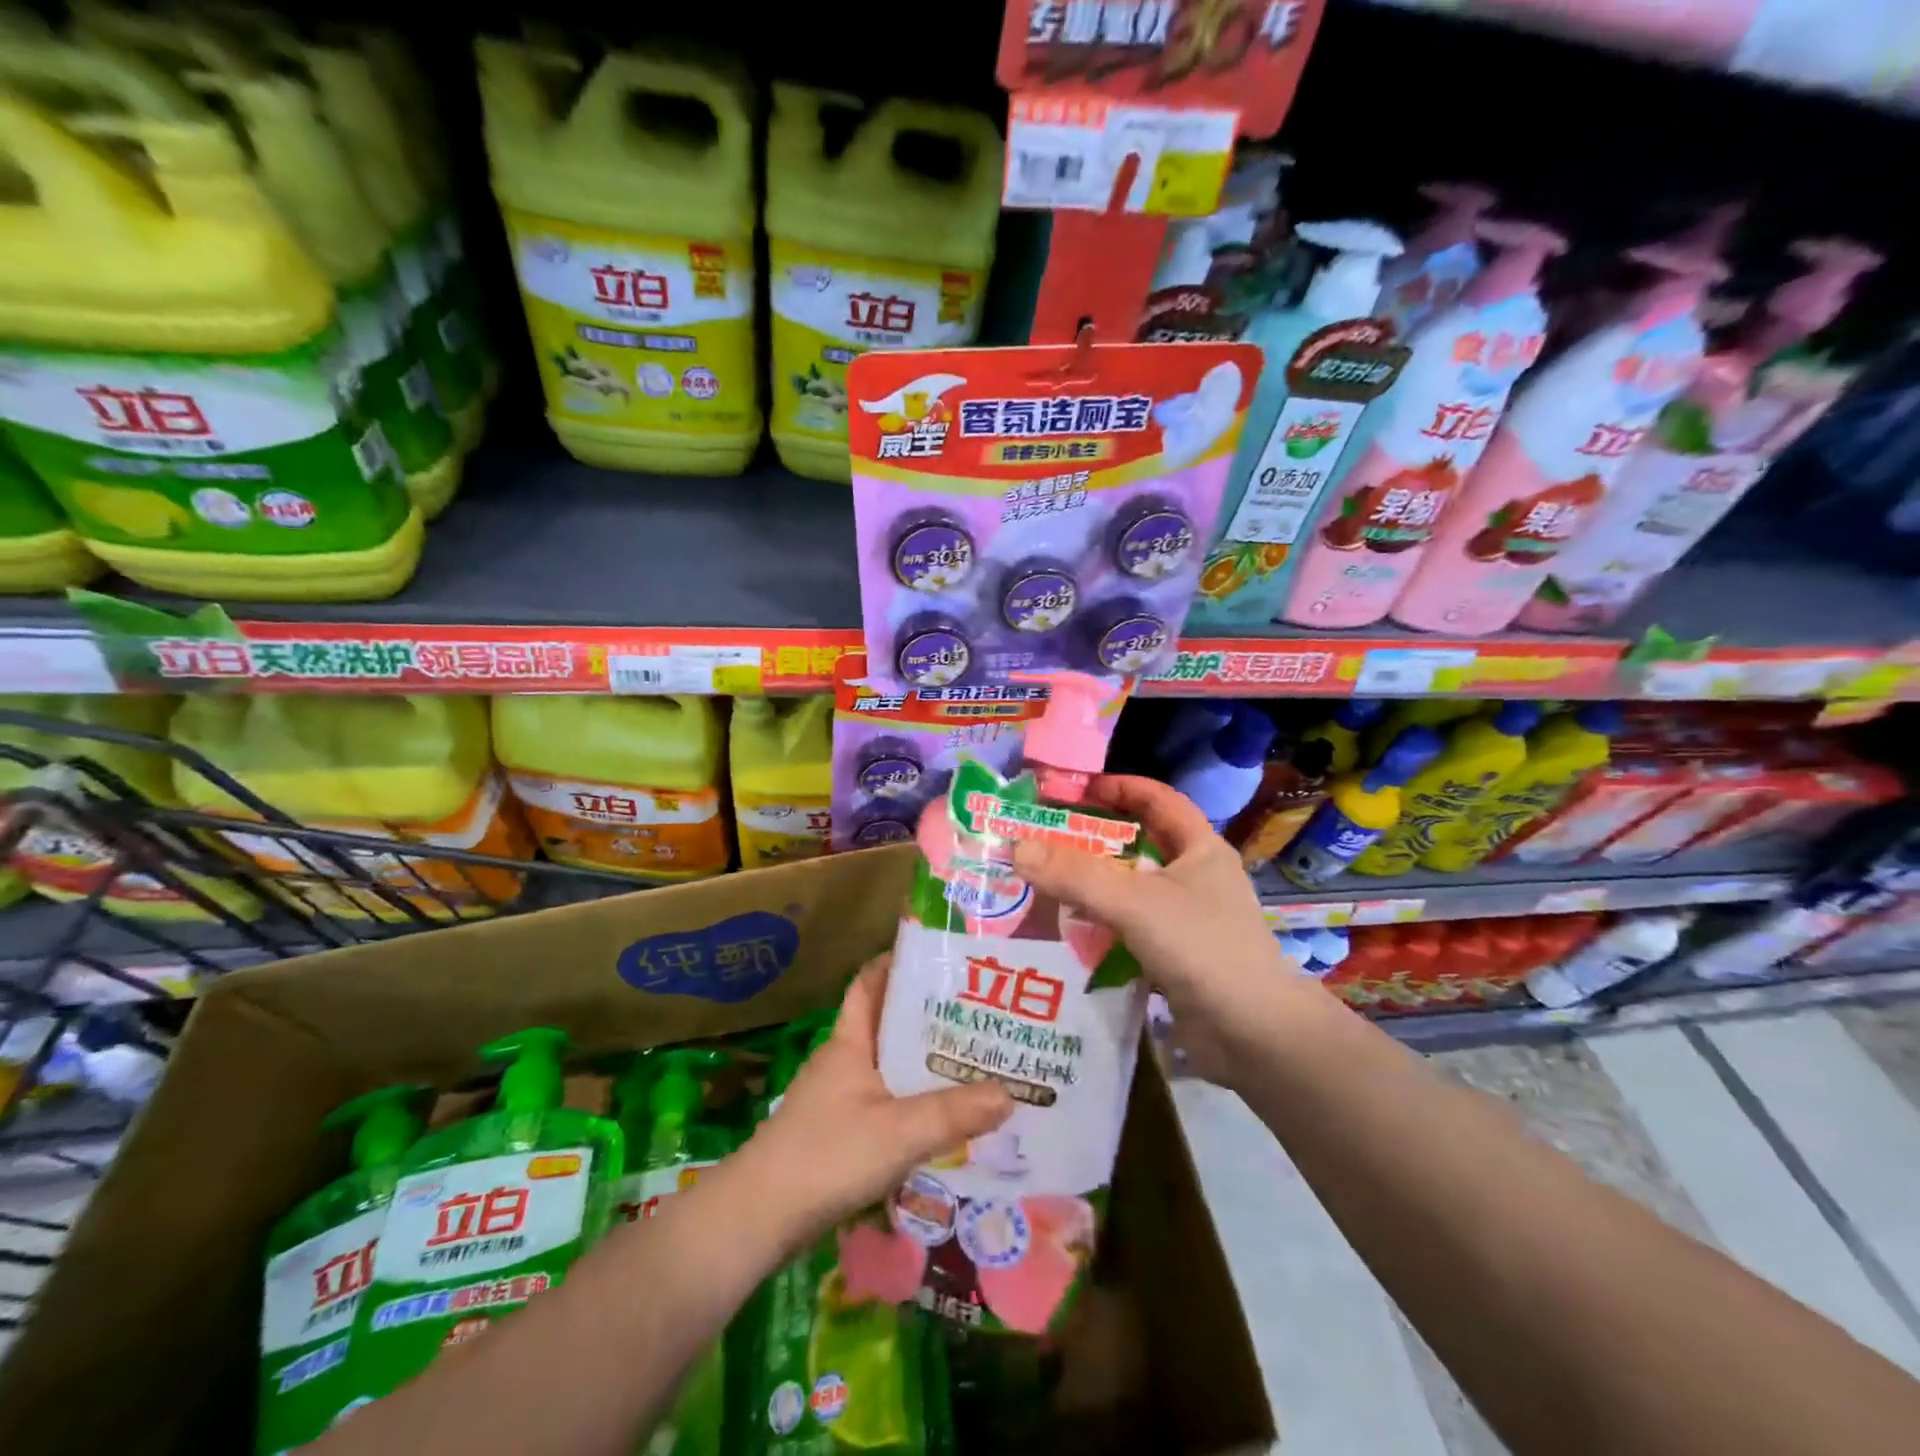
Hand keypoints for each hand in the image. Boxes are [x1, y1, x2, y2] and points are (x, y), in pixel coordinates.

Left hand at [745, 954, 1012, 1242]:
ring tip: (972, 1065)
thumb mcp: (898, 1131)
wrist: (759, 1218)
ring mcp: (838, 1097)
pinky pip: (884, 1103)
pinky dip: (912, 1103)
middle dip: (928, 1019)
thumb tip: (1010, 1093)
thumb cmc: (827, 1155)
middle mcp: (843, 1060)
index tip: (939, 958)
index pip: (870, 983)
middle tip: (978, 1016)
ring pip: (888, 1067)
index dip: (898, 963)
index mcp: (850, 1041)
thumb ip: (953, 1113)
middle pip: (888, 1026)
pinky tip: (942, 1120)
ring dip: (923, 1065)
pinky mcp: (838, 1132)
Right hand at [1011, 775, 1317, 1083]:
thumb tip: (1017, 847)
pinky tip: (1066, 931)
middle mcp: (1195, 878)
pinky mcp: (1175, 957)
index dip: (1118, 787)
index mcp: (1200, 849)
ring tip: (1043, 881)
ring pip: (1130, 889)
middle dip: (1093, 839)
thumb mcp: (1135, 902)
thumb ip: (1076, 875)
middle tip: (1044, 838)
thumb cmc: (1202, 949)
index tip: (1073, 790)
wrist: (1254, 1037)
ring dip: (1092, 884)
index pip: (1157, 799)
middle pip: (1139, 844)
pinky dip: (1100, 926)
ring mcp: (1187, 920)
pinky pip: (1129, 929)